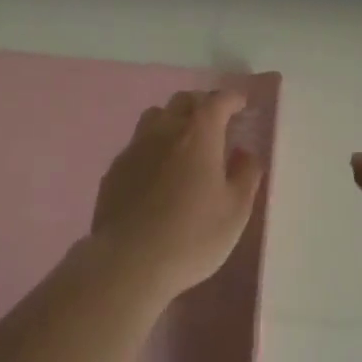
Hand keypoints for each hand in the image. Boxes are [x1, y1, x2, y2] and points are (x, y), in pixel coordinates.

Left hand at [91, 89, 265, 299]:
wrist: (128, 262)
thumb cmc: (192, 236)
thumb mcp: (235, 211)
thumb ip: (246, 175)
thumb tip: (246, 153)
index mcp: (199, 134)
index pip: (218, 100)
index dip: (232, 98)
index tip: (242, 104)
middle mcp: (165, 130)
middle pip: (184, 101)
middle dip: (203, 104)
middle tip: (216, 122)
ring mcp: (135, 147)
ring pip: (156, 116)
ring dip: (174, 119)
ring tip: (184, 141)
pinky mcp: (115, 169)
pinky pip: (138, 143)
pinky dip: (153, 145)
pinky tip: (157, 170)